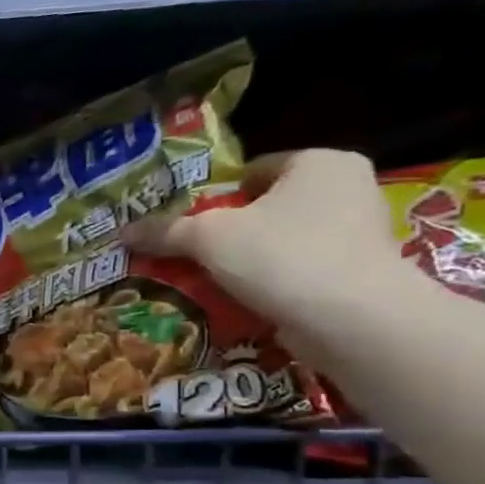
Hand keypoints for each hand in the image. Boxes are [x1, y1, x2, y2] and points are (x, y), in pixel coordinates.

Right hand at [125, 149, 415, 330]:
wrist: (355, 320)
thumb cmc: (282, 255)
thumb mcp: (207, 237)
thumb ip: (165, 230)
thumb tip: (122, 232)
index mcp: (320, 163)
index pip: (253, 171)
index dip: (215, 195)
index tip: (188, 223)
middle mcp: (349, 189)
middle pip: (268, 207)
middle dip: (231, 230)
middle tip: (193, 253)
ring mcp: (361, 234)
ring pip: (284, 241)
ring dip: (249, 260)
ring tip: (211, 280)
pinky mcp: (362, 275)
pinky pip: (302, 271)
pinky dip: (274, 284)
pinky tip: (244, 301)